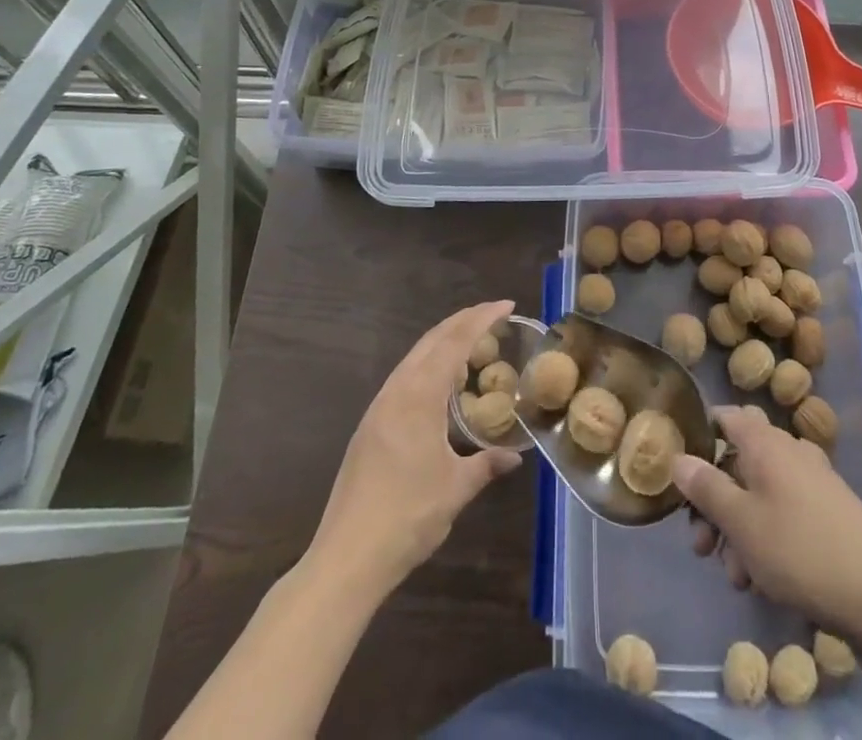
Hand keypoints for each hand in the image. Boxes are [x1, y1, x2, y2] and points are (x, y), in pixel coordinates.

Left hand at [310, 301, 522, 595]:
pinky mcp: (370, 426)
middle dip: (463, 321)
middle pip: (432, 340)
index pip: (455, 342)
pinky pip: (405, 377)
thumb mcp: (456, 489)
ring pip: (415, 357)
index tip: (506, 304)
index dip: (482, 319)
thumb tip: (514, 457)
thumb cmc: (407, 517)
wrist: (346, 557)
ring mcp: (379, 407)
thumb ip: (486, 465)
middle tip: (494, 315)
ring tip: (472, 343)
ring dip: (444, 342)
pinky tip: (441, 384)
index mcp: (419, 396)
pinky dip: (429, 365)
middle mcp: (396, 391)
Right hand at [674, 404, 861, 636]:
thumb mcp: (741, 523)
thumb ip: (705, 488)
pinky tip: (763, 581)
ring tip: (736, 577)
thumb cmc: (801, 550)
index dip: (698, 439)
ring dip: (738, 531)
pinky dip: (766, 540)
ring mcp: (811, 482)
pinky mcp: (827, 514)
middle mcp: (788, 451)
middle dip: (714, 504)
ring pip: (758, 495)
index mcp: (764, 441)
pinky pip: (783, 515)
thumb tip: (677, 457)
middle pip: (737, 463)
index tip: (680, 476)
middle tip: (702, 547)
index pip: (723, 417)